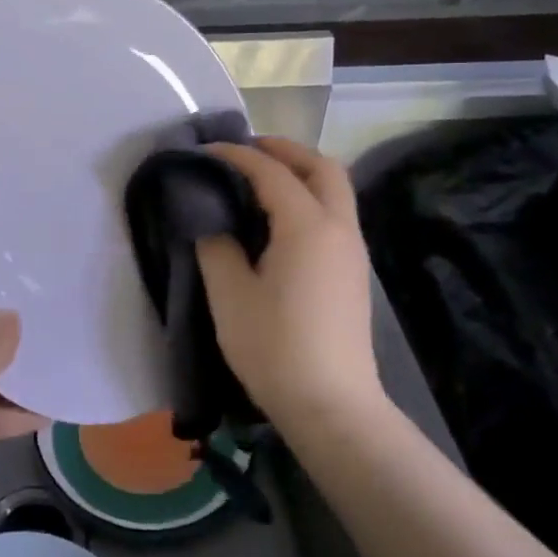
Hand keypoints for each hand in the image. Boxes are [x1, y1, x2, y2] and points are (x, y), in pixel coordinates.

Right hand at [195, 137, 382, 426]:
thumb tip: (213, 223)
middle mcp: (339, 228)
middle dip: (285, 150)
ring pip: (335, 190)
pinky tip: (278, 221)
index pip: (271, 172)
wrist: (332, 406)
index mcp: (308, 226)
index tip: (204, 151)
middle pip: (322, 167)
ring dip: (300, 173)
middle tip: (245, 152)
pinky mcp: (353, 272)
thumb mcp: (230, 295)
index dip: (236, 155)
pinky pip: (334, 214)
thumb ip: (217, 246)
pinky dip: (308, 198)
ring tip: (258, 181)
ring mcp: (352, 251)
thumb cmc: (275, 347)